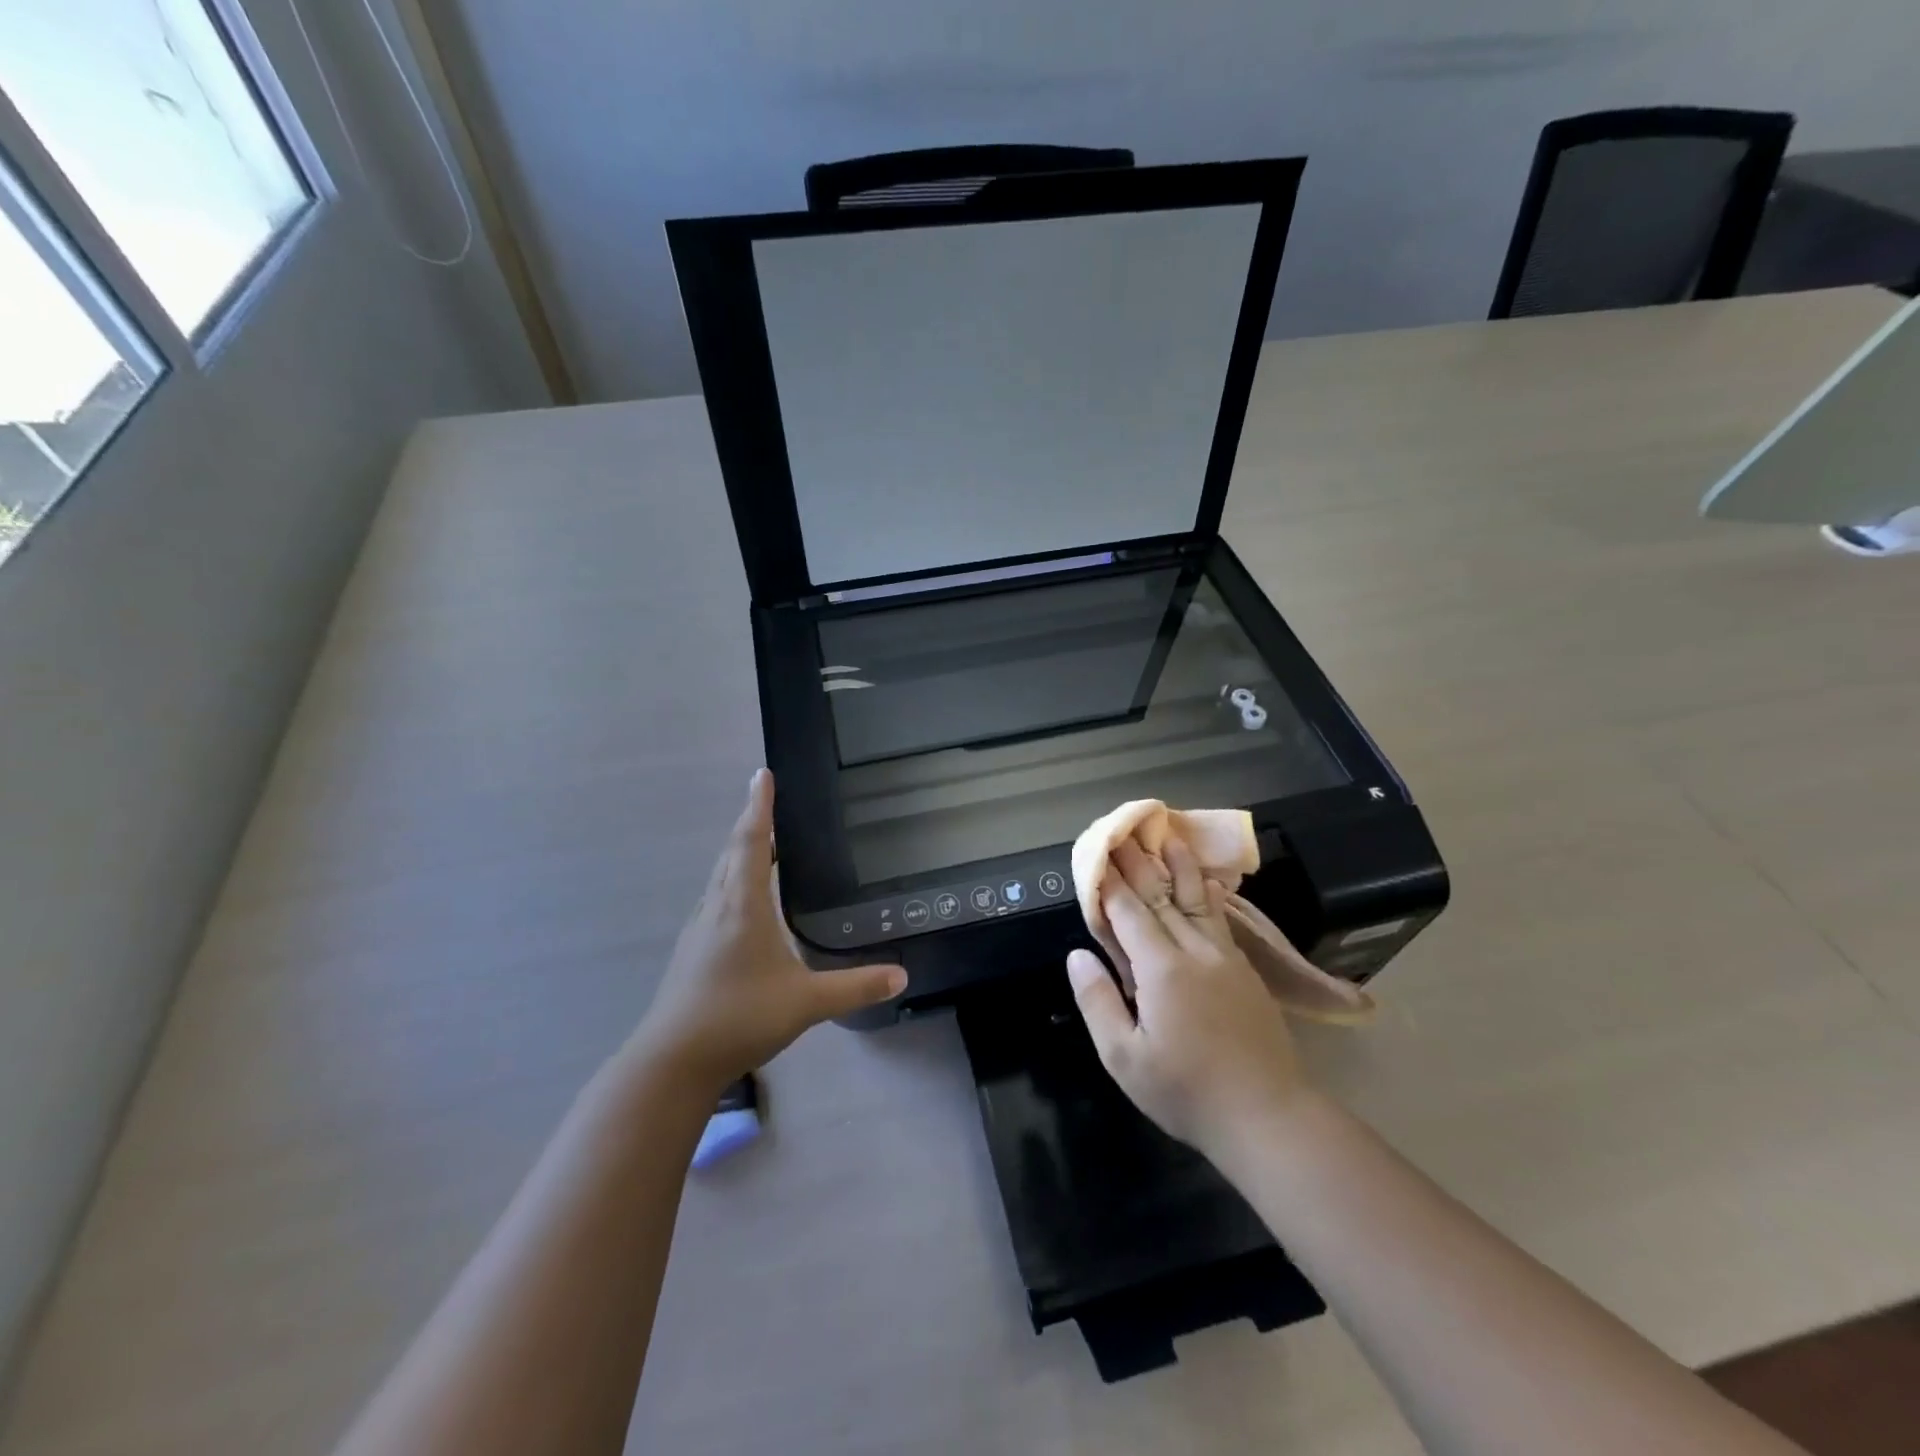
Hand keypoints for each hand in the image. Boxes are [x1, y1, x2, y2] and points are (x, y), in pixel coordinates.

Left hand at [635, 770, 905, 1092]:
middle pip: (732, 852)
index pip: (751, 842)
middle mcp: (717, 907)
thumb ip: (855, 987)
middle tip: (768, 801)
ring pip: (720, 876)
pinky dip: (733, 881)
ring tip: (761, 843)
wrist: (672, 1061)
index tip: (762, 774)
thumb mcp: (806, 1002)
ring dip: (739, 852)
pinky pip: (716, 898)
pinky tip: (744, 902)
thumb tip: (902, 975)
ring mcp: (700, 929)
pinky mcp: (692, 951)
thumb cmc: (738, 1017)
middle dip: (750, 822)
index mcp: (742, 906)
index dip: (759, 807)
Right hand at [1067, 834, 1308, 1152]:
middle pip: (1160, 896)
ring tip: (1168, 837)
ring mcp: (1224, 957)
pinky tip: (1208, 883)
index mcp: (1161, 968)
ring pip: (1196, 899)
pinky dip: (1207, 894)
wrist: (1268, 1116)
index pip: (1128, 912)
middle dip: (1137, 864)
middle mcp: (1194, 950)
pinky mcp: (1244, 970)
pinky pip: (1219, 919)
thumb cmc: (1186, 1092)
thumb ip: (1098, 1002)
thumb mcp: (1124, 1058)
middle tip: (1121, 833)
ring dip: (1179, 866)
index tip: (1095, 854)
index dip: (1108, 883)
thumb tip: (1077, 955)